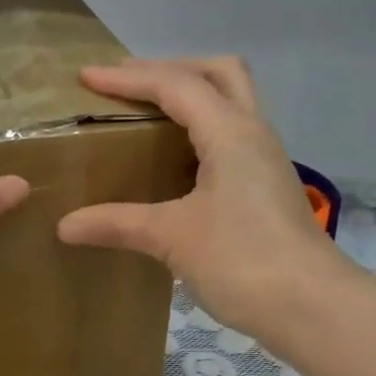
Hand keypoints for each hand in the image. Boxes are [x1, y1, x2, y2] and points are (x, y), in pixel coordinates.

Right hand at [57, 58, 354, 347]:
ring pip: (231, 102)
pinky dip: (200, 130)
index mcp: (231, 133)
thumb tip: (64, 226)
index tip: (85, 76)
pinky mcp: (266, 187)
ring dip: (191, 96)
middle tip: (128, 86)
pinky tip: (174, 160)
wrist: (311, 306)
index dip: (128, 78)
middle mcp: (253, 133)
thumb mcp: (172, 238)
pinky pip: (231, 136)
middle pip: (219, 74)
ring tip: (147, 114)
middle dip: (171, 69)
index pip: (176, 85)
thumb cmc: (242, 260)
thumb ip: (117, 224)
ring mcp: (265, 160)